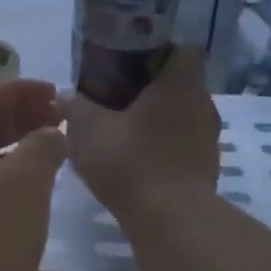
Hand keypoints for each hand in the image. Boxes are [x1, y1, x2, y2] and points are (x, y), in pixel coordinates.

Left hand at [0, 79, 65, 270]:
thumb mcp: (24, 186)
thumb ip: (42, 148)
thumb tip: (50, 131)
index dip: (22, 89)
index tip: (56, 94)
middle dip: (19, 116)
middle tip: (59, 121)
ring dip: (12, 148)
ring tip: (50, 155)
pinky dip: (2, 177)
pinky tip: (26, 197)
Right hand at [64, 46, 219, 231]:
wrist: (171, 222)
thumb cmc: (132, 161)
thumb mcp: (88, 129)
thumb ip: (74, 106)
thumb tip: (62, 96)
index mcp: (182, 83)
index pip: (183, 48)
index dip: (158, 49)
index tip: (130, 60)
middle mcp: (203, 105)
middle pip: (179, 83)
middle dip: (149, 87)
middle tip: (114, 95)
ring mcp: (208, 139)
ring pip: (180, 116)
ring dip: (155, 120)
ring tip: (119, 130)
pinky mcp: (205, 169)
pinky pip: (181, 145)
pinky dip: (161, 147)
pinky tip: (133, 160)